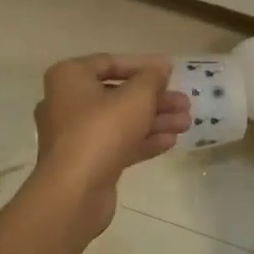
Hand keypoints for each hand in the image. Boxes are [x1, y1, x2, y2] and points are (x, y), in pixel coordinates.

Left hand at [31, 54, 190, 234]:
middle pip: (118, 94)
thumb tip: (161, 66)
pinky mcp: (84, 161)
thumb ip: (152, 78)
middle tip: (185, 103)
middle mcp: (66, 102)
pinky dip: (141, 140)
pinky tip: (170, 142)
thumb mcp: (136, 97)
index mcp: (69, 77)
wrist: (74, 191)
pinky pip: (116, 143)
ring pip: (120, 121)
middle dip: (155, 99)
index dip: (143, 65)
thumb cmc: (102, 131)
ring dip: (154, 120)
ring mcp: (74, 135)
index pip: (109, 62)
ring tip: (187, 123)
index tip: (170, 72)